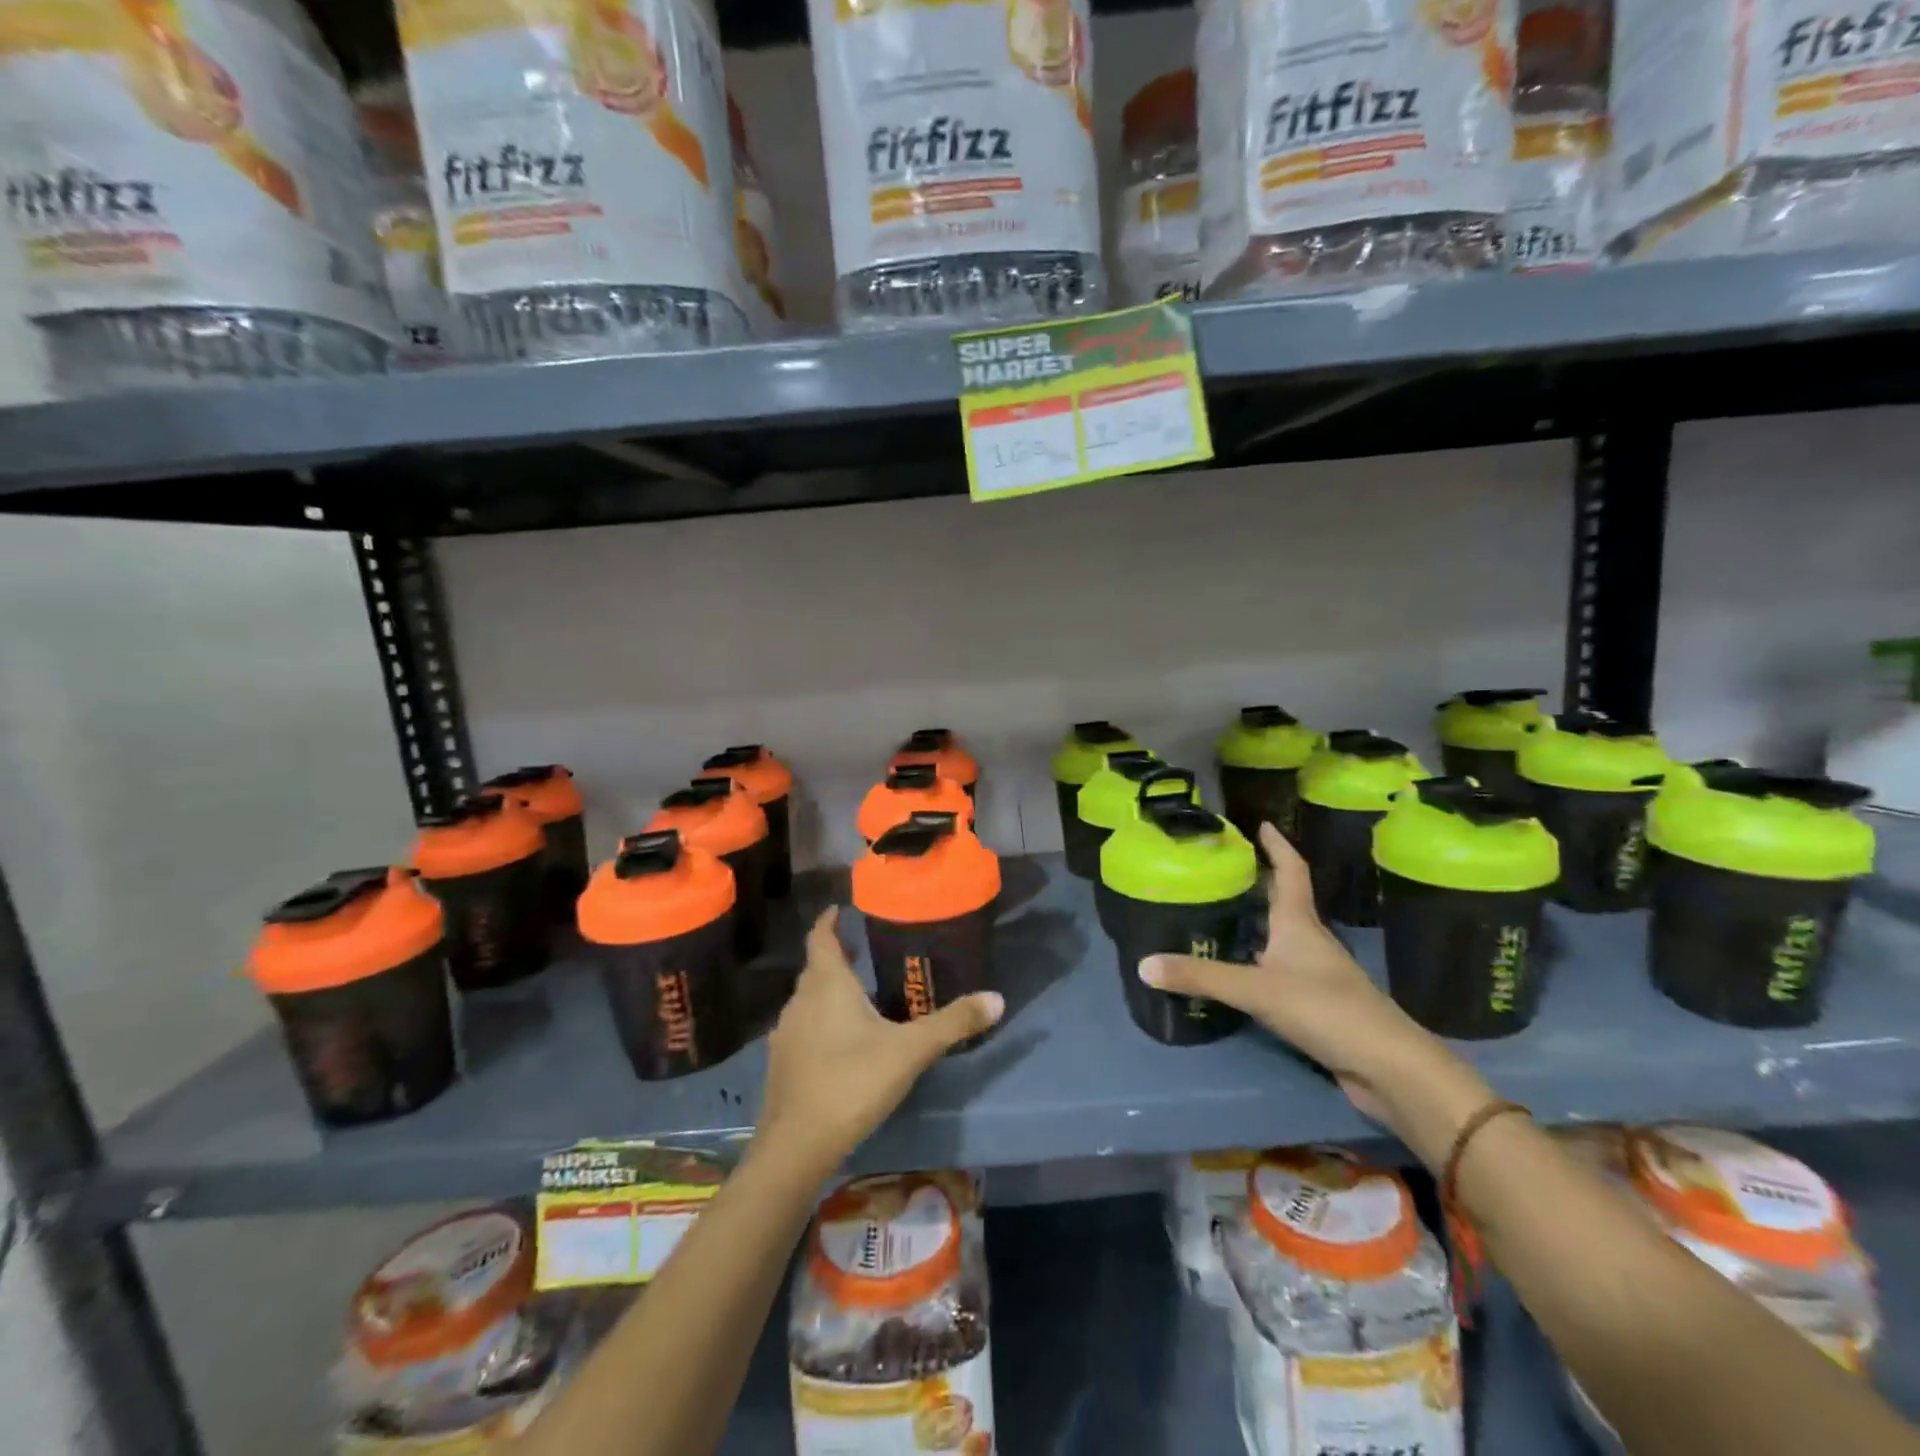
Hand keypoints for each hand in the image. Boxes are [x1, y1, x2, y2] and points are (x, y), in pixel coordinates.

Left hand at [758, 908, 1003, 1172]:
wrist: (795, 1146)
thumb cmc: (852, 1082)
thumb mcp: (910, 1050)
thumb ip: (953, 1023)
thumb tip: (997, 998)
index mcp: (827, 984)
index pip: (821, 937)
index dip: (829, 920)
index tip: (840, 908)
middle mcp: (800, 1000)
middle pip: (816, 967)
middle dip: (838, 956)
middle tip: (866, 951)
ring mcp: (786, 1033)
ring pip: (809, 999)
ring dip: (829, 990)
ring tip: (860, 994)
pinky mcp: (782, 1062)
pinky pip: (804, 1027)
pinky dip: (822, 1021)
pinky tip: (842, 1041)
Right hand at [1138, 824, 1485, 1147]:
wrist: (1388, 1069)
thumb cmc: (1326, 1010)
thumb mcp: (1256, 990)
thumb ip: (1201, 976)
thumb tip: (1143, 964)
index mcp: (1299, 924)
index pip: (1290, 872)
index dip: (1277, 847)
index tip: (1260, 824)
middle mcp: (1309, 942)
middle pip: (1282, 902)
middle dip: (1256, 883)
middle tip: (1220, 870)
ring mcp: (1315, 975)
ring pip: (1279, 939)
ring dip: (1254, 925)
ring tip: (1216, 915)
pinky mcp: (1315, 1006)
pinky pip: (1277, 972)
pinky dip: (1255, 964)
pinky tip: (1234, 972)